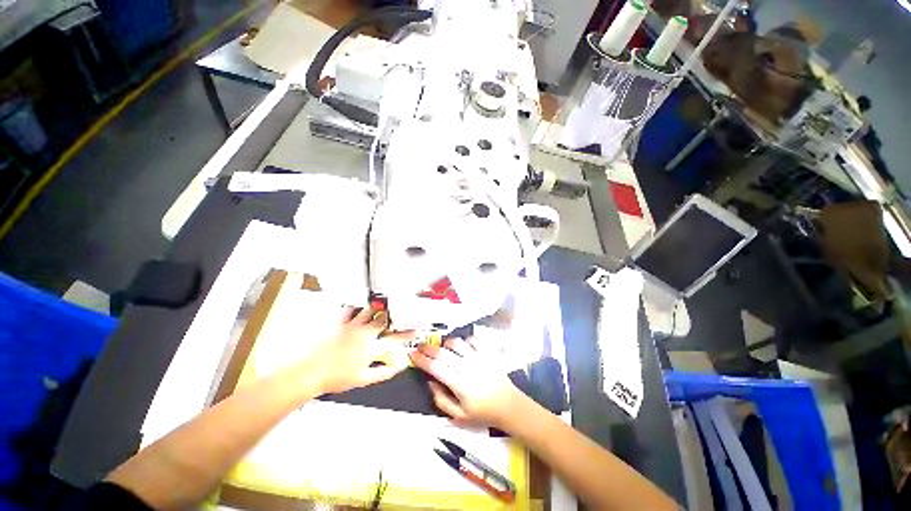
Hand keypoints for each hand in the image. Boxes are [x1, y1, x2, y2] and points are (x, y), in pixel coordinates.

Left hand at [303, 307, 412, 394]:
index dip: (407, 333)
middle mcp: (364, 332)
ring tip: (382, 306)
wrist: (311, 373)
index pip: (395, 338)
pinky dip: (357, 307)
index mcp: (372, 346)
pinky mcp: (340, 323)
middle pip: (383, 319)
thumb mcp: (364, 379)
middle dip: (394, 315)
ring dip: (377, 309)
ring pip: (369, 310)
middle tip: (399, 313)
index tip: (415, 330)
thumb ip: (385, 372)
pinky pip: (351, 310)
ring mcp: (351, 326)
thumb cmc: (337, 378)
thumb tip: (400, 366)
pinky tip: (360, 307)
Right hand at [409, 338, 524, 429]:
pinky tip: (461, 347)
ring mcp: (478, 358)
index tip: (412, 354)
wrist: (509, 405)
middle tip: (419, 346)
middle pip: (443, 353)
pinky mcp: (487, 353)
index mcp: (459, 384)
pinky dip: (464, 341)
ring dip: (445, 343)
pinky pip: (472, 340)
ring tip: (441, 348)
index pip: (435, 367)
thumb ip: (441, 400)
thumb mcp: (459, 417)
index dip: (422, 360)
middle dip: (428, 348)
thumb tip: (430, 382)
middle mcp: (467, 367)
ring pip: (457, 343)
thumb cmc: (483, 413)